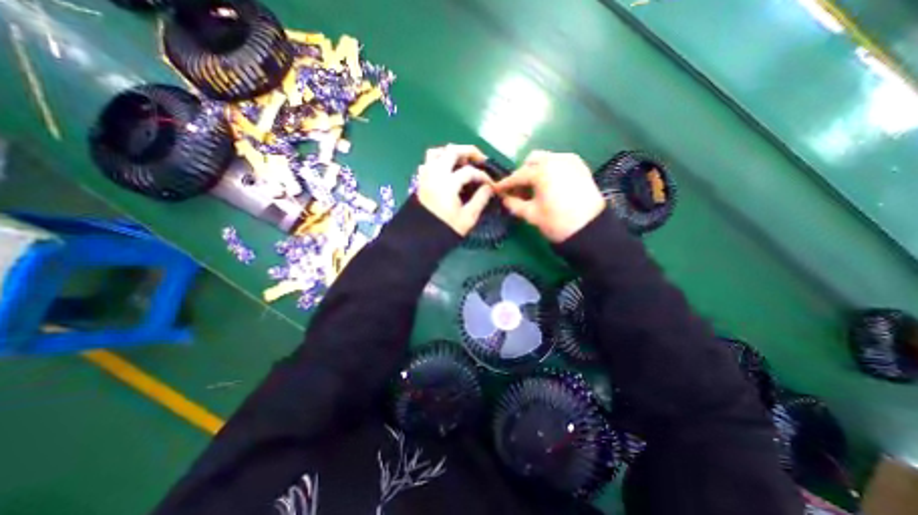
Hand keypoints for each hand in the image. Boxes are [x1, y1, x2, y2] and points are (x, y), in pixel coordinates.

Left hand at [416, 144, 494, 236]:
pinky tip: (445, 171)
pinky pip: (427, 163)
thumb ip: (480, 200)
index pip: (470, 171)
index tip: (490, 185)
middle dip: (469, 151)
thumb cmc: (445, 229)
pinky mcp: (420, 181)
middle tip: (480, 160)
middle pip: (452, 150)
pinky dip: (437, 161)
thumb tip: (489, 188)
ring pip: (436, 152)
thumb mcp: (467, 218)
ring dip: (451, 153)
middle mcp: (435, 174)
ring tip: (461, 162)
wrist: (419, 239)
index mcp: (448, 183)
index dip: (483, 176)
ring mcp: (426, 176)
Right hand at [491, 151, 608, 242]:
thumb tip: (505, 198)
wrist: (590, 229)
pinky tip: (550, 185)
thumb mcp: (531, 215)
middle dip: (523, 173)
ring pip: (547, 159)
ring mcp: (570, 161)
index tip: (497, 189)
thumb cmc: (557, 222)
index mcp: (542, 171)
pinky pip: (560, 162)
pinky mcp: (580, 167)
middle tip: (519, 189)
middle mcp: (556, 160)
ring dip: (537, 170)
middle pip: (532, 160)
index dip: (506, 183)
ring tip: (535, 189)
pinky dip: (551, 170)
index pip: (518, 175)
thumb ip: (514, 204)